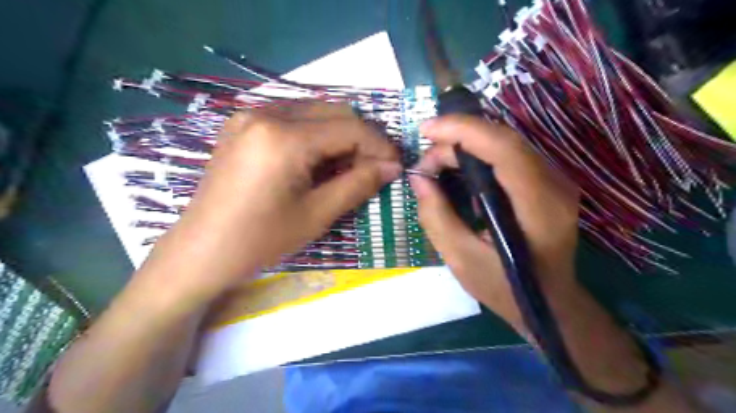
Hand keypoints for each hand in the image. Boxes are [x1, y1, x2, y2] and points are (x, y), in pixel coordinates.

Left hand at [140, 104, 399, 305]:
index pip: (350, 128)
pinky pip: (292, 118)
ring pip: (314, 112)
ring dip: (339, 135)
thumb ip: (358, 184)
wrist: (201, 251)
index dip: (380, 145)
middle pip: (334, 112)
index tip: (396, 165)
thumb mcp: (316, 214)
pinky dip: (314, 135)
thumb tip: (392, 166)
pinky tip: (317, 161)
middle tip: (372, 168)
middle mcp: (266, 113)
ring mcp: (250, 115)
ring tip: (347, 167)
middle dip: (361, 138)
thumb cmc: (260, 240)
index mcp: (284, 137)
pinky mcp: (242, 125)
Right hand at [412, 115, 577, 330]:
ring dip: (466, 145)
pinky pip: (509, 156)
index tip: (426, 130)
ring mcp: (555, 182)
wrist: (551, 305)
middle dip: (457, 138)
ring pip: (506, 143)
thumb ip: (437, 217)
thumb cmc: (507, 289)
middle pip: (504, 140)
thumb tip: (419, 179)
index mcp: (538, 206)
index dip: (463, 130)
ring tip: (436, 164)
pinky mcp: (546, 184)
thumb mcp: (462, 260)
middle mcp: (554, 185)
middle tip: (426, 161)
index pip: (504, 148)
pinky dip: (479, 154)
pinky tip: (458, 167)